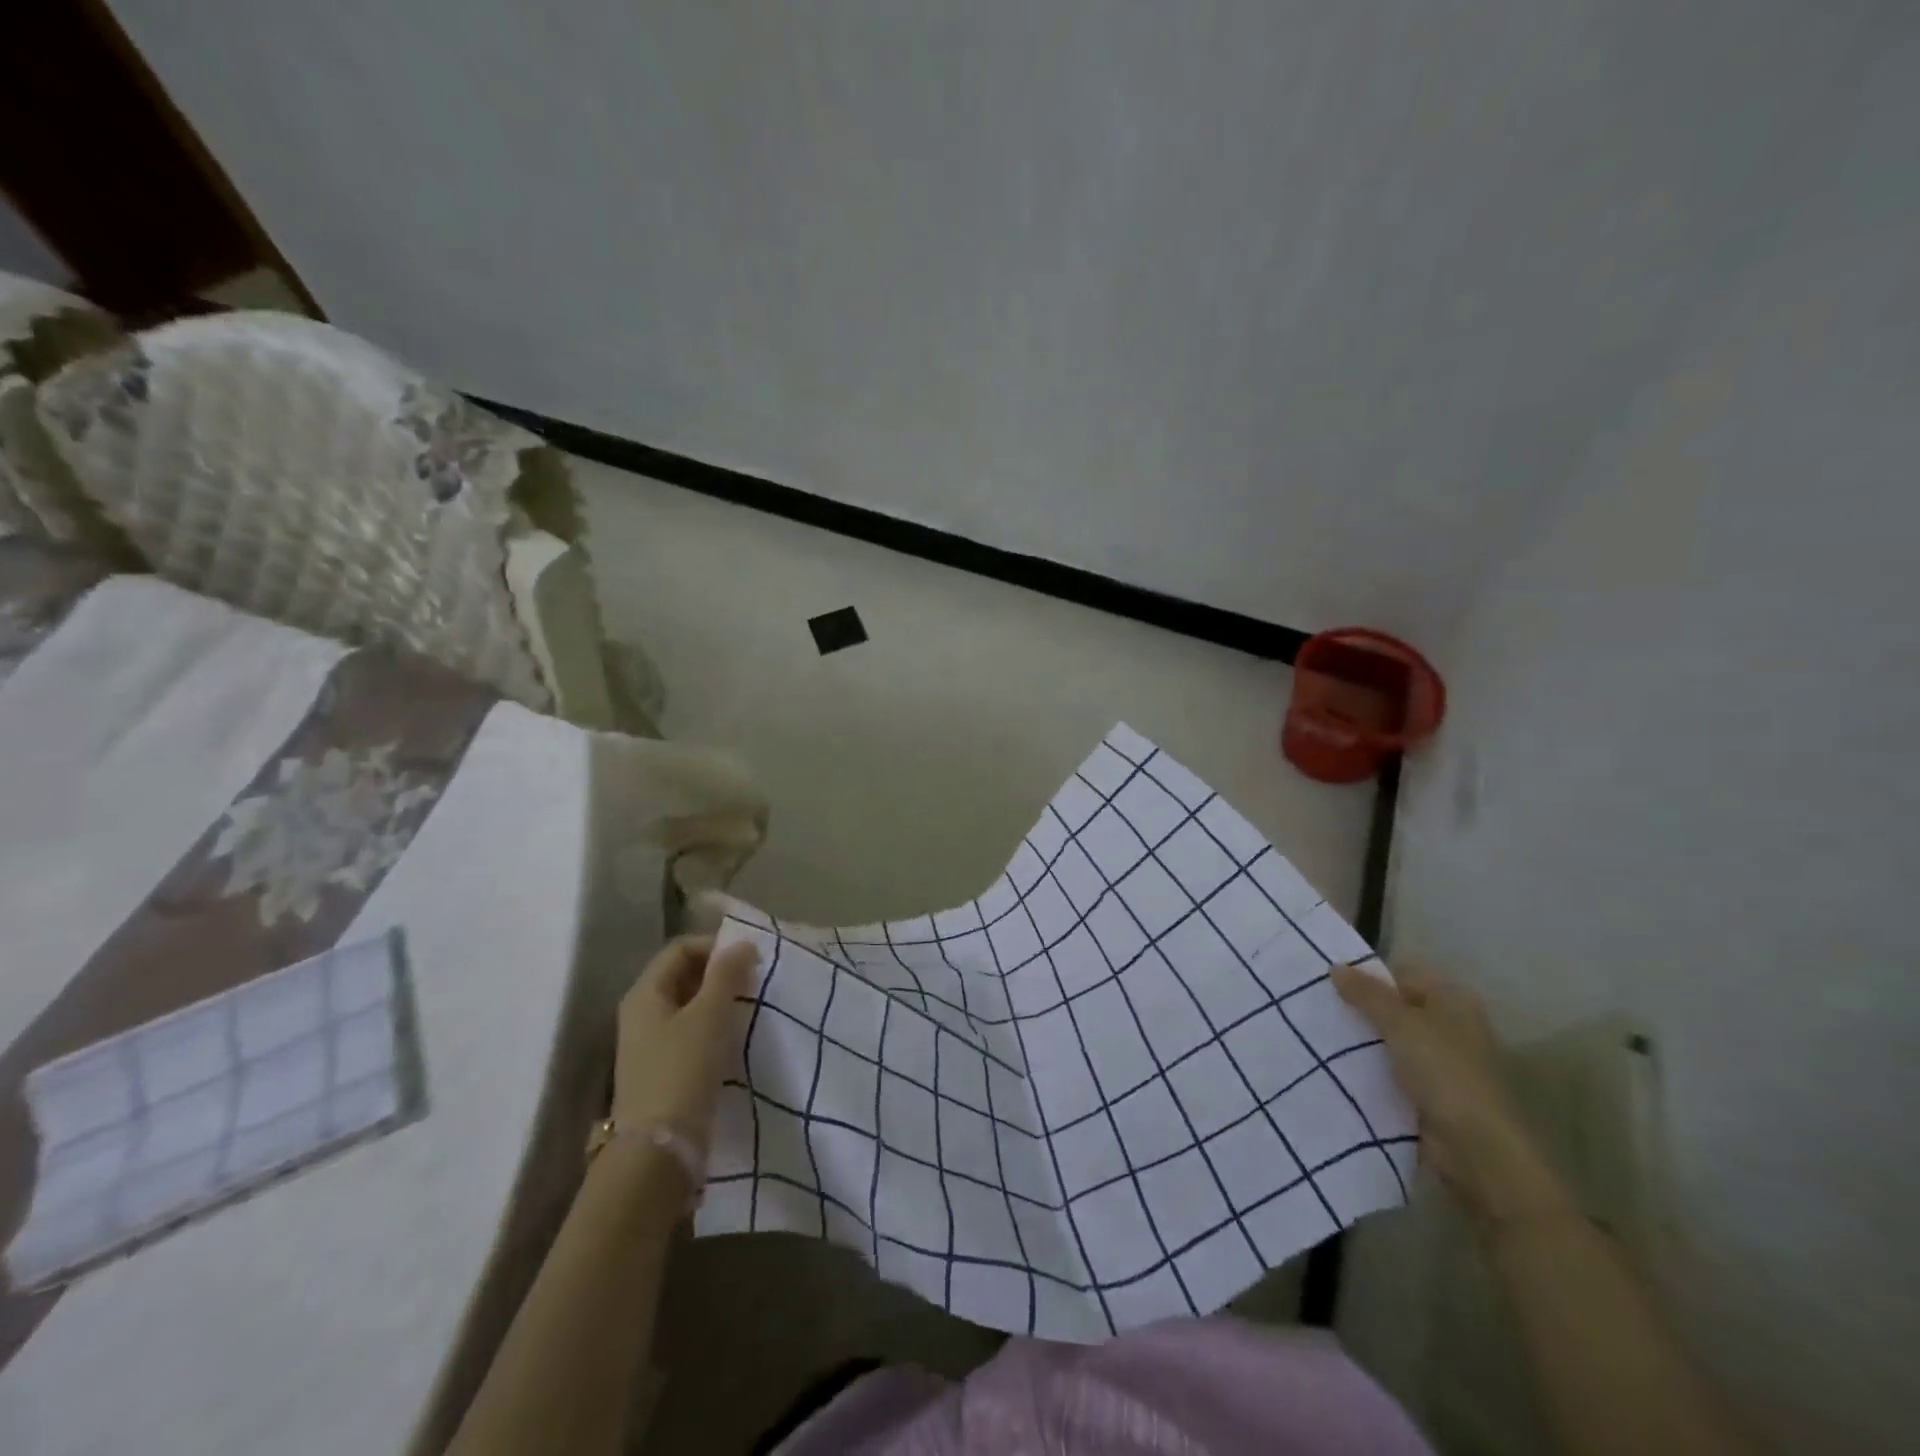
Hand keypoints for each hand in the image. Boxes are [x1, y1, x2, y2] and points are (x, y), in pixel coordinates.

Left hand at [612, 935, 759, 1140]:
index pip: (680, 949)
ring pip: (687, 1005)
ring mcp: (648, 1044)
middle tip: (753, 980)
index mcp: (644, 994)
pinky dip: (713, 1026)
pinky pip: (689, 1032)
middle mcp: (640, 1014)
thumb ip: (727, 974)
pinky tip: (734, 1037)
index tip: (750, 956)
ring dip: (718, 1000)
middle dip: (718, 972)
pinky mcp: (661, 1070)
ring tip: (749, 1006)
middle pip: (682, 976)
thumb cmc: (683, 1070)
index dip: (715, 945)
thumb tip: (741, 943)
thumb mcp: (710, 1015)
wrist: (660, 1149)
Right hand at [1332, 964, 1571, 1228]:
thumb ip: (1367, 994)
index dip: (1367, 978)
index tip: (1328, 985)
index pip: (1401, 975)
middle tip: (1318, 1008)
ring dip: (1362, 1041)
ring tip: (1319, 1035)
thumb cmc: (1445, 1072)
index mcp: (1453, 1000)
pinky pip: (1392, 1069)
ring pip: (1391, 1040)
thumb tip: (1335, 967)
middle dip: (1360, 1010)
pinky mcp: (1430, 1092)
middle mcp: (1451, 1025)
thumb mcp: (1400, 1023)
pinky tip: (1338, 1066)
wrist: (1477, 1149)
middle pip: (1395, 1007)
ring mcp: (1442, 1061)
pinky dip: (1370, 1068)